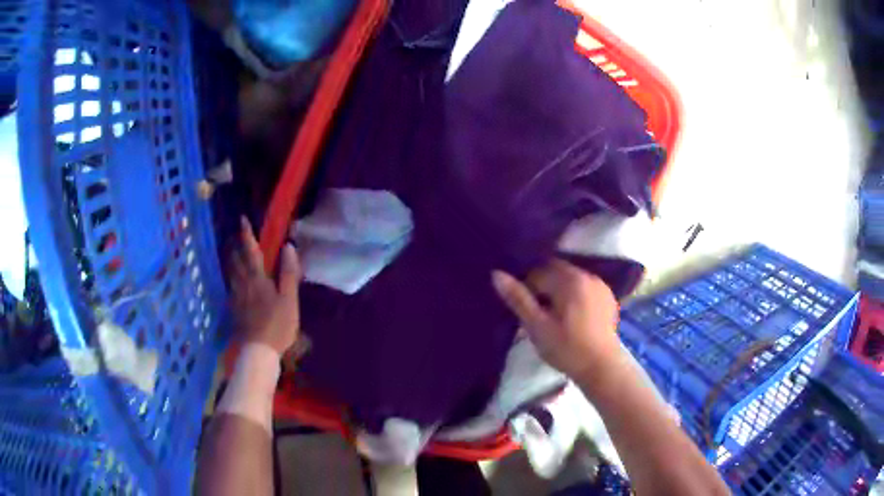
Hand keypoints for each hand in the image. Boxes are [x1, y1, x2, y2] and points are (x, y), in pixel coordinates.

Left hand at [229, 216, 300, 354]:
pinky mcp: (233, 308)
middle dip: (235, 245)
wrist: (258, 351)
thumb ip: (289, 273)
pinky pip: (230, 285)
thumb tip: (289, 247)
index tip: (242, 219)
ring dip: (230, 258)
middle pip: (235, 259)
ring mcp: (236, 296)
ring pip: (230, 272)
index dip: (246, 234)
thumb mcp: (289, 300)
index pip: (250, 251)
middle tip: (236, 235)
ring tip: (232, 252)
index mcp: (258, 279)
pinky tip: (233, 280)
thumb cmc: (277, 326)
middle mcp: (243, 283)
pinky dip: (230, 276)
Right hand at [492, 259, 620, 378]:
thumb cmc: (566, 348)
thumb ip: (518, 299)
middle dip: (543, 287)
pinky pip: (584, 287)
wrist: (602, 367)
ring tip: (555, 316)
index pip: (537, 272)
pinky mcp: (607, 296)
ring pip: (570, 278)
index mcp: (568, 279)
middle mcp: (586, 275)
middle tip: (539, 314)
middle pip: (555, 271)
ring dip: (559, 290)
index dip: (527, 290)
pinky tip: (573, 317)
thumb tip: (496, 274)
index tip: (527, 311)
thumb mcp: (537, 327)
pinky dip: (574, 295)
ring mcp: (599, 285)